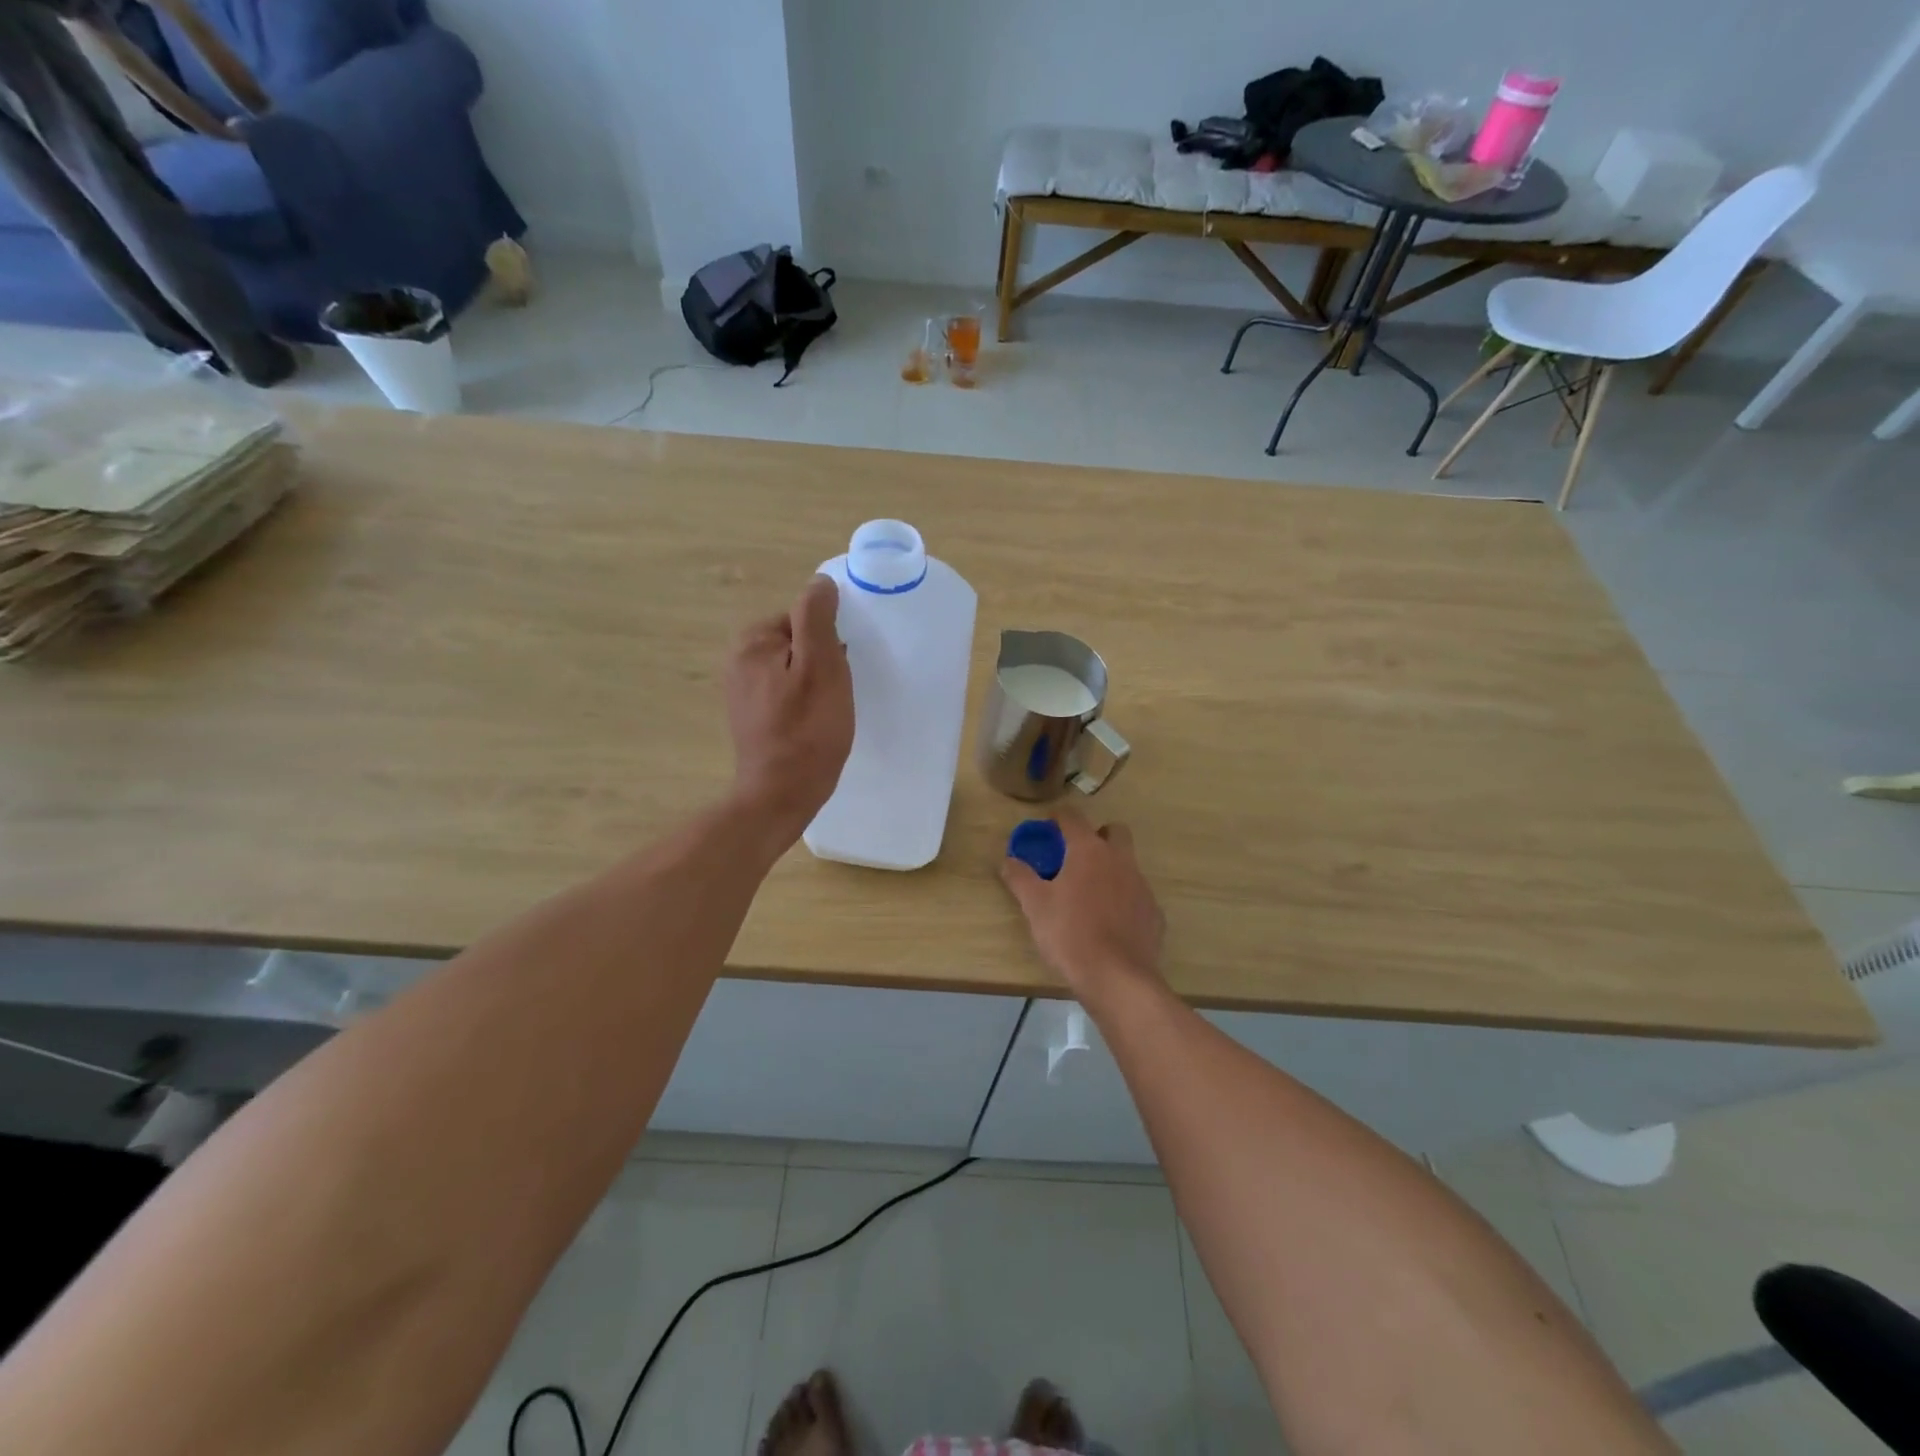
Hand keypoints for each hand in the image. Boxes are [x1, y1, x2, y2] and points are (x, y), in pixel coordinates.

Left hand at [725, 575, 853, 839]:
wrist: (781, 795)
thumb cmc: (807, 730)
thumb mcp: (822, 666)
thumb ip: (817, 618)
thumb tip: (820, 582)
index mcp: (752, 641)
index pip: (803, 618)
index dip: (830, 642)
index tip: (840, 670)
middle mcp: (738, 659)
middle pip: (798, 643)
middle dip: (823, 662)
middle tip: (837, 694)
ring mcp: (742, 690)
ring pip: (795, 670)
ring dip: (816, 684)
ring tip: (828, 712)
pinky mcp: (751, 715)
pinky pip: (786, 693)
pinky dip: (804, 703)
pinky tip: (814, 725)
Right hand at [1000, 808, 1165, 1000]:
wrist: (1117, 977)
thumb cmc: (1070, 933)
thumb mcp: (1034, 905)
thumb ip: (1020, 877)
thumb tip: (1008, 860)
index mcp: (1089, 851)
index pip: (1073, 818)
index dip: (1058, 817)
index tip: (1048, 826)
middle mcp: (1120, 860)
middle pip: (1113, 831)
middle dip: (1096, 836)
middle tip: (1075, 857)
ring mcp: (1141, 886)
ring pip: (1127, 864)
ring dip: (1110, 869)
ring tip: (1089, 894)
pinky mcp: (1154, 913)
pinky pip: (1137, 895)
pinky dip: (1124, 900)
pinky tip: (1110, 922)